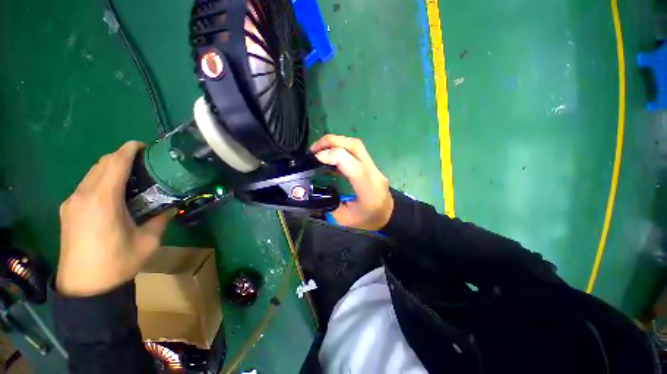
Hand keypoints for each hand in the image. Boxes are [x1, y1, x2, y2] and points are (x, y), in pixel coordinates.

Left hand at [57, 141, 173, 296]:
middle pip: (101, 164)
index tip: (144, 146)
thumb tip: (170, 207)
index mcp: (103, 200)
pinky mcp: (67, 210)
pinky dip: (101, 180)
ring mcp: (72, 202)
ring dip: (110, 168)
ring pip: (91, 173)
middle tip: (143, 164)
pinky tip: (112, 194)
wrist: (84, 287)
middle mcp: (83, 195)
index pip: (115, 163)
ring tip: (130, 178)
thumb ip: (160, 219)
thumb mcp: (148, 241)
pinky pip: (85, 185)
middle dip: (121, 157)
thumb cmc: (118, 262)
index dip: (129, 150)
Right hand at [311, 135, 393, 229]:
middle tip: (314, 148)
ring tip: (319, 150)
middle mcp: (374, 173)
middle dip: (332, 141)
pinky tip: (330, 156)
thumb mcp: (345, 219)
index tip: (315, 158)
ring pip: (356, 145)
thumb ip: (329, 204)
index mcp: (369, 189)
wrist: (389, 215)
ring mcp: (374, 167)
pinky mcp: (371, 165)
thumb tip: (314, 191)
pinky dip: (340, 149)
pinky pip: (356, 151)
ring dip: (335, 142)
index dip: (333, 156)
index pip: (353, 165)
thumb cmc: (369, 220)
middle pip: (355, 146)